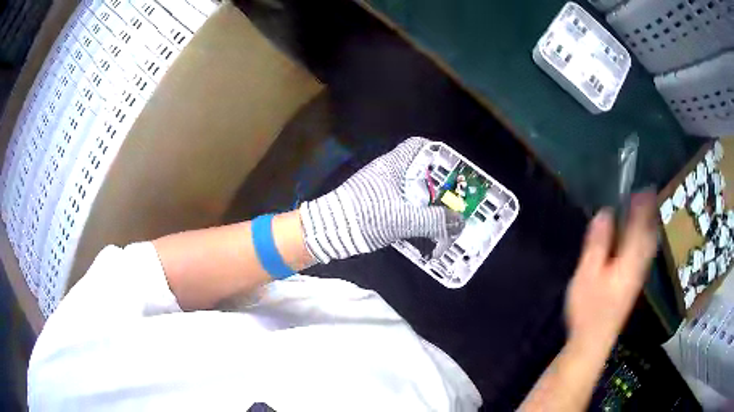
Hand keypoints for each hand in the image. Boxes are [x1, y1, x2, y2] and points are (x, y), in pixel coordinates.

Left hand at [299, 137, 463, 262]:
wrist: (329, 231)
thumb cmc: (366, 216)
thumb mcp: (403, 219)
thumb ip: (434, 221)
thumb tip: (459, 222)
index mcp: (393, 165)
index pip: (419, 145)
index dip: (438, 152)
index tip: (453, 169)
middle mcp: (387, 172)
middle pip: (418, 169)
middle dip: (438, 183)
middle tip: (454, 197)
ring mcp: (379, 188)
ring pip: (410, 188)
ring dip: (426, 201)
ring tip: (444, 215)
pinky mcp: (374, 204)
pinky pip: (401, 202)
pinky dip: (414, 212)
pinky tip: (423, 226)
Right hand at [566, 192, 656, 348]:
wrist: (594, 340)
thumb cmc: (589, 308)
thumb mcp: (588, 273)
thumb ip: (598, 243)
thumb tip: (605, 213)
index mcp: (630, 259)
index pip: (640, 225)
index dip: (642, 204)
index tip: (642, 186)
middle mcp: (640, 264)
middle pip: (650, 233)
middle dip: (650, 212)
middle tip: (647, 193)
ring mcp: (639, 275)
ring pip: (650, 244)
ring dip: (650, 224)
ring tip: (646, 208)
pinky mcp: (634, 283)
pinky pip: (646, 253)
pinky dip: (647, 239)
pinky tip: (642, 237)